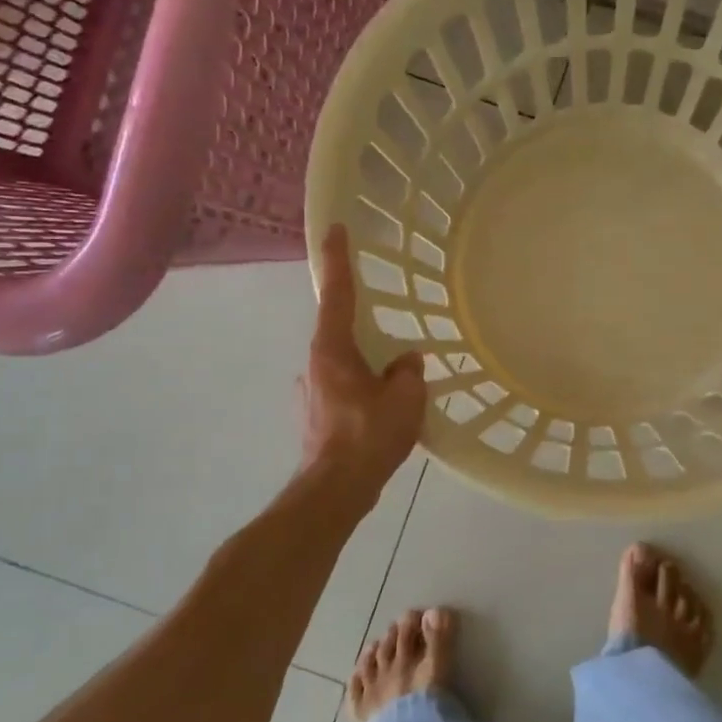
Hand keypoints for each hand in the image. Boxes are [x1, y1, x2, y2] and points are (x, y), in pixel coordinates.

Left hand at [302, 225, 426, 492]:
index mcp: (332, 349)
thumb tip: (406, 362)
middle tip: (391, 334)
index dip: (337, 259)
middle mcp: (315, 364)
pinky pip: (345, 390)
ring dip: (367, 367)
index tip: (336, 229)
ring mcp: (312, 391)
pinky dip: (364, 391)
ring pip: (345, 365)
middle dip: (364, 328)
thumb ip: (408, 372)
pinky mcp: (317, 416)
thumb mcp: (404, 399)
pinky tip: (384, 412)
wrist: (334, 491)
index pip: (337, 293)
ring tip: (396, 384)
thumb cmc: (368, 437)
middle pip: (340, 332)